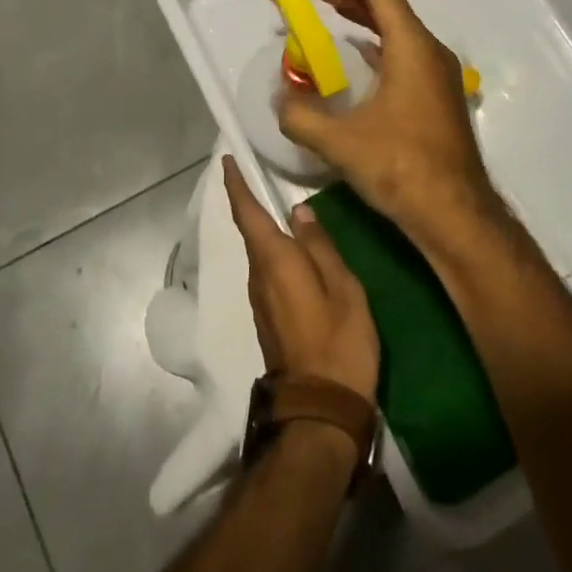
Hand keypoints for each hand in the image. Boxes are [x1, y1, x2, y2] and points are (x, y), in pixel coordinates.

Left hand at [224, 157, 378, 403]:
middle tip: (258, 172)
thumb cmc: (339, 343)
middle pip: (250, 231)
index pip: (247, 213)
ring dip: (262, 227)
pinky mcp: (268, 317)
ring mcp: (260, 299)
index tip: (227, 160)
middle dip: (249, 201)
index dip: (236, 185)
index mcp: (275, 261)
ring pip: (259, 252)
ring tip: (278, 204)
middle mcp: (258, 276)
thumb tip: (299, 211)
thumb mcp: (343, 289)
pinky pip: (267, 271)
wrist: (319, 410)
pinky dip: (273, 250)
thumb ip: (320, 247)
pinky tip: (292, 248)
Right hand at [278, 0, 504, 260]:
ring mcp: (439, 77)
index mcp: (412, 48)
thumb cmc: (401, 167)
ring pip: (399, 32)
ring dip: (366, 19)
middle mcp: (430, 53)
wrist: (455, 213)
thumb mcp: (339, 141)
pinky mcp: (438, 99)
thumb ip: (300, 115)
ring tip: (332, 12)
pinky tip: (359, 59)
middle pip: (390, 7)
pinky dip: (378, 46)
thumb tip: (280, 99)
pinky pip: (405, 56)